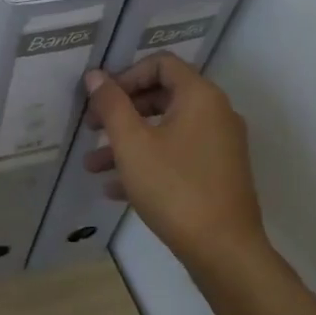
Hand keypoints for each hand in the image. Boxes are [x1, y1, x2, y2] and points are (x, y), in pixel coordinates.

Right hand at [84, 53, 265, 273]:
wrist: (224, 250)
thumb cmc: (174, 188)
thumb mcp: (132, 144)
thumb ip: (111, 105)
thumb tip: (95, 76)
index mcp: (200, 97)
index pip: (161, 64)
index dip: (126, 75)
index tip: (101, 100)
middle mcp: (216, 114)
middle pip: (162, 96)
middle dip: (121, 112)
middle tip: (91, 129)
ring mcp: (219, 146)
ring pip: (165, 131)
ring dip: (128, 142)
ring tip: (92, 166)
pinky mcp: (217, 174)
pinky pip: (177, 155)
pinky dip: (147, 162)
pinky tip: (115, 188)